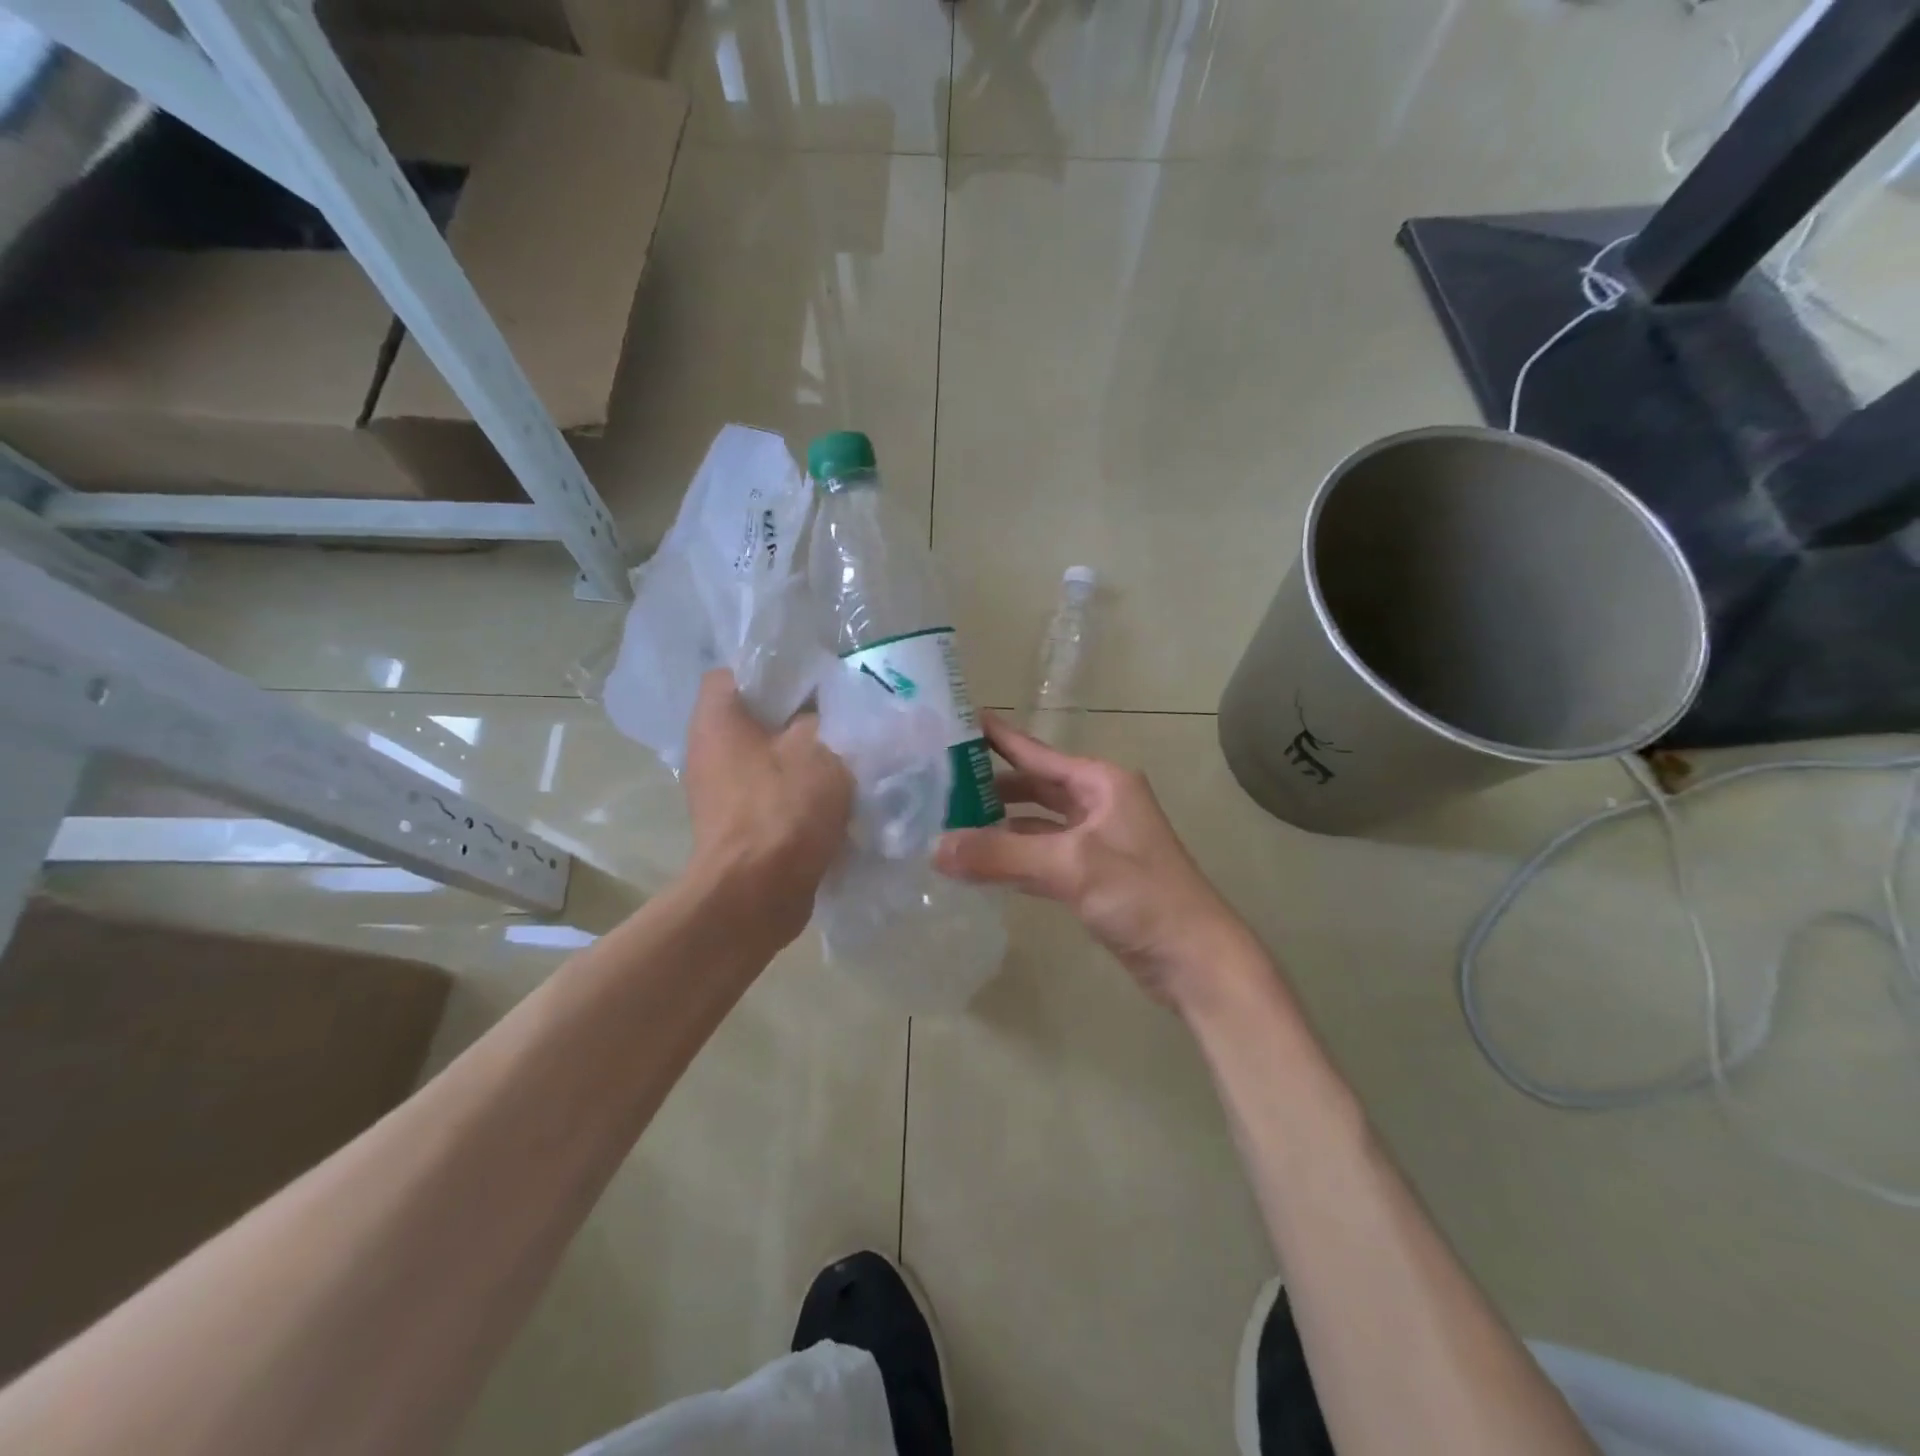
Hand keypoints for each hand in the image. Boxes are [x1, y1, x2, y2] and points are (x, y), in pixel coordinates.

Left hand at [684, 670, 853, 948]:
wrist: (757, 895)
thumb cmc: (783, 809)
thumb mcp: (822, 748)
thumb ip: (834, 719)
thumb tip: (840, 713)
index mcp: (718, 719)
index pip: (737, 671)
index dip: (776, 667)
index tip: (816, 676)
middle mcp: (710, 750)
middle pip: (758, 716)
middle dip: (801, 713)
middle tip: (844, 711)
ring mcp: (721, 791)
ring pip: (770, 755)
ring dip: (806, 754)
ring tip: (849, 748)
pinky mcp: (740, 825)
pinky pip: (774, 791)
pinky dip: (801, 789)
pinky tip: (838, 791)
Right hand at [935, 715, 1255, 1008]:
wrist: (1194, 958)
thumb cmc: (1141, 896)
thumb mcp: (1070, 866)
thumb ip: (1001, 855)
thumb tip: (934, 848)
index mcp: (1101, 783)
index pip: (1037, 753)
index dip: (998, 738)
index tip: (957, 723)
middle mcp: (1099, 803)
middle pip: (1035, 786)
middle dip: (992, 786)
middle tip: (940, 784)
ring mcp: (1096, 841)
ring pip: (1037, 823)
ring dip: (1000, 823)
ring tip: (950, 822)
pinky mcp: (1092, 876)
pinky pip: (1043, 855)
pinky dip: (1014, 855)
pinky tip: (982, 862)